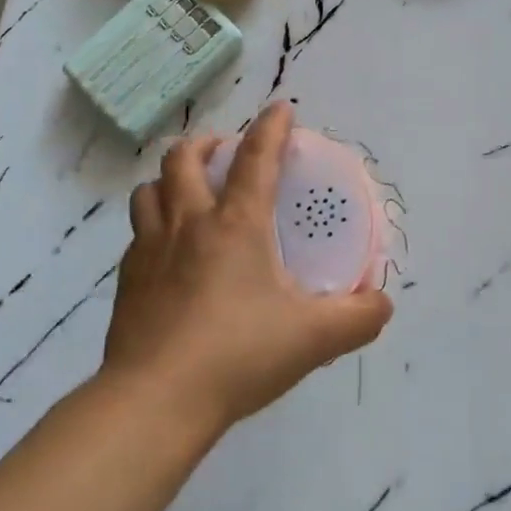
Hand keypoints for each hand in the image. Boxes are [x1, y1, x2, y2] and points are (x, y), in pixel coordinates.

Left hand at [103, 104, 394, 435]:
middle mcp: (189, 223)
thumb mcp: (313, 338)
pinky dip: (154, 225)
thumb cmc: (239, 355)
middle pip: (184, 158)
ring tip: (189, 193)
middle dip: (207, 143)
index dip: (271, 127)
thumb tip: (383, 303)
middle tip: (226, 153)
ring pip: (149, 189)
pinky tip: (169, 252)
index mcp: (236, 224)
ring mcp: (150, 249)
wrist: (156, 401)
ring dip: (171, 179)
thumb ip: (358, 318)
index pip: (256, 158)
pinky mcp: (127, 280)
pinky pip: (137, 233)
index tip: (281, 109)